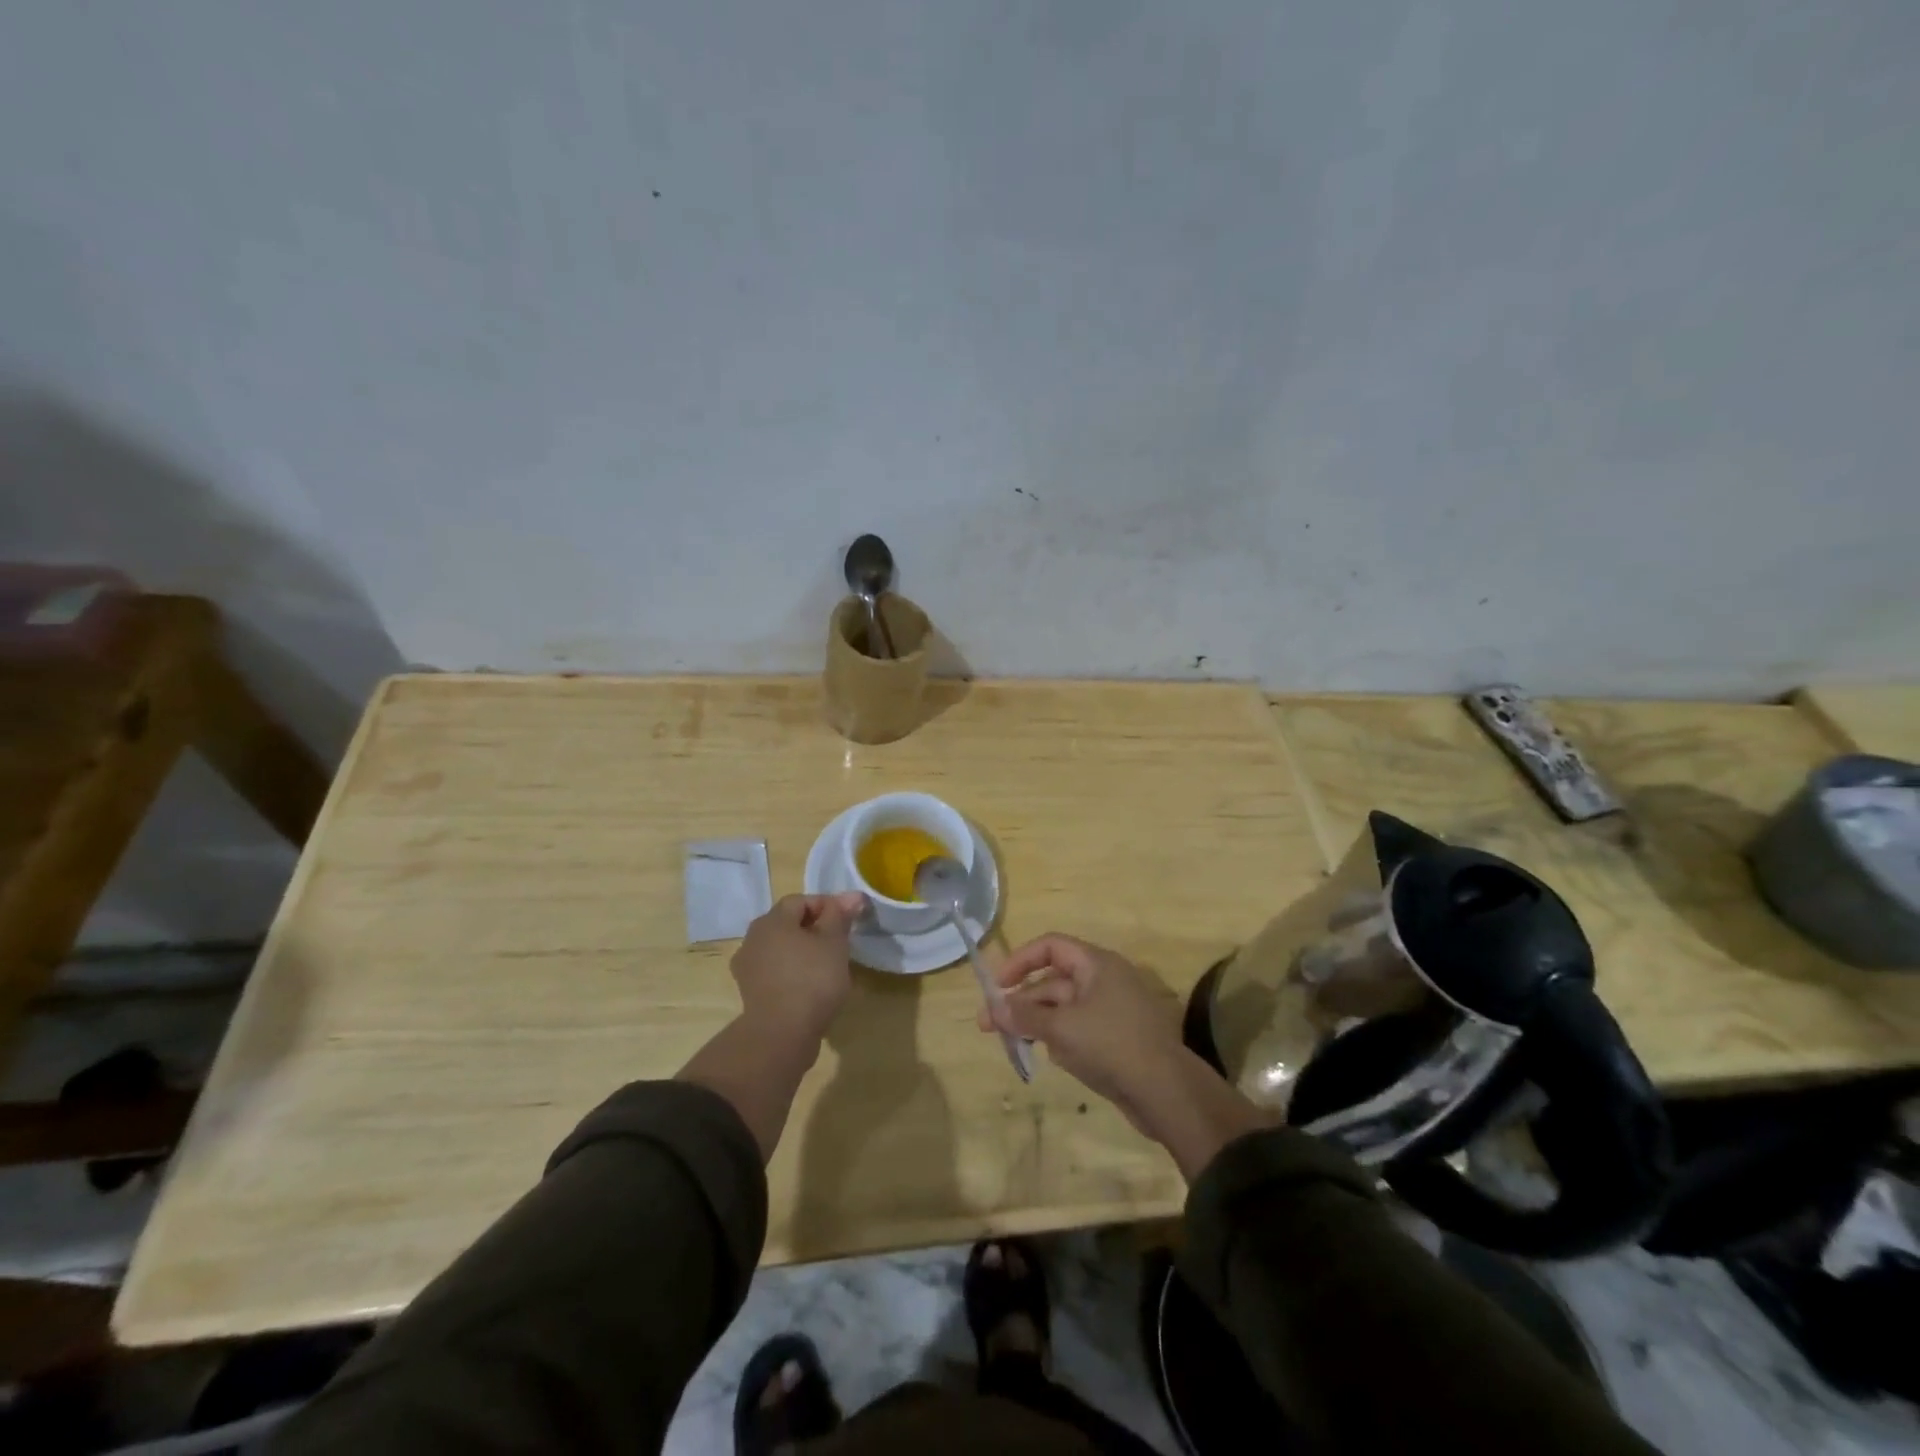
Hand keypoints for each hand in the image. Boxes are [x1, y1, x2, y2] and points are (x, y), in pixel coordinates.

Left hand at [731, 892, 867, 1043]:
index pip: (801, 901)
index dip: (827, 905)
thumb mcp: (834, 942)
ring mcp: (748, 967)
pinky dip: (792, 973)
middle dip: (814, 928)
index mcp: (771, 920)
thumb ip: (840, 915)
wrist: (781, 1034)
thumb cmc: (812, 979)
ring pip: (781, 949)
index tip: (849, 920)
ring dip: (802, 952)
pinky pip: (775, 972)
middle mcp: (753, 938)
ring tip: (827, 966)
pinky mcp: (750, 993)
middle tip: (840, 942)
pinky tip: (810, 987)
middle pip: (788, 924)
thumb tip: (852, 896)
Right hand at [979, 934, 1186, 1133]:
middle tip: (988, 1025)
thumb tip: (993, 1008)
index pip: (1051, 946)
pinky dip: (1059, 1038)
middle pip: (1052, 981)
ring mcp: (1111, 1010)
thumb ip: (1024, 1017)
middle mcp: (1104, 980)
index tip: (997, 986)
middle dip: (1020, 1001)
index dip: (1020, 960)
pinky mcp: (1115, 1038)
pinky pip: (1077, 1029)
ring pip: (1063, 1008)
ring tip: (1011, 1043)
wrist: (1167, 1093)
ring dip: (1036, 1022)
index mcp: (1097, 964)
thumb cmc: (1112, 1046)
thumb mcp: (1062, 1029)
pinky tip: (1049, 1058)